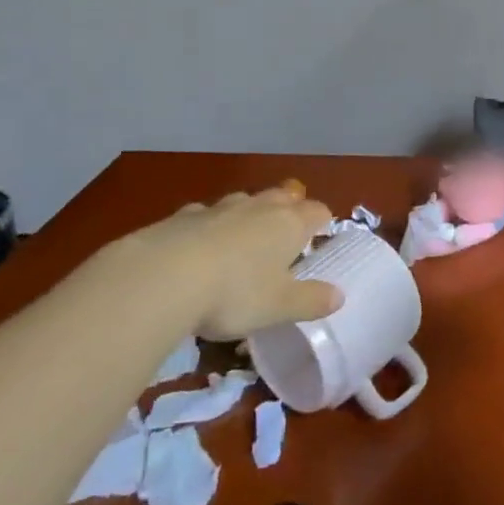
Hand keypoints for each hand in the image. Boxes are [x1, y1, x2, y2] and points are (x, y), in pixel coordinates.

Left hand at [106, 182, 343, 339]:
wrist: (164, 276)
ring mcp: (220, 207)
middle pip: (283, 197)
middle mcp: (259, 207)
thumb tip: (339, 296)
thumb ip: (310, 301)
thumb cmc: (234, 292)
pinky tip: (199, 245)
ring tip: (244, 239)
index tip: (322, 236)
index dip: (323, 222)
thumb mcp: (278, 307)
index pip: (317, 211)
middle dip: (288, 210)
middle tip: (286, 234)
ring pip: (244, 202)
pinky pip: (205, 215)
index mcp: (289, 224)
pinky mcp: (183, 215)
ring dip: (249, 215)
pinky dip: (209, 226)